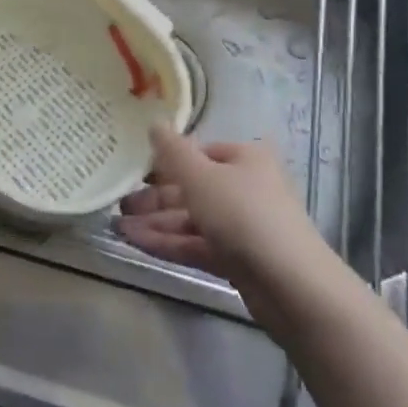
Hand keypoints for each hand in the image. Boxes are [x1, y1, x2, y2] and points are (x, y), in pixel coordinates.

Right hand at [115, 127, 325, 294]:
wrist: (290, 284)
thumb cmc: (243, 214)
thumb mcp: (200, 176)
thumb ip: (172, 152)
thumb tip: (154, 122)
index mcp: (245, 159)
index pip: (200, 153)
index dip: (167, 161)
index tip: (134, 171)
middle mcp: (246, 187)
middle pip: (194, 188)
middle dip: (156, 197)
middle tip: (119, 204)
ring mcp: (243, 226)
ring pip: (193, 219)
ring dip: (156, 222)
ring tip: (118, 227)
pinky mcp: (238, 260)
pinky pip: (198, 244)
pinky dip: (169, 243)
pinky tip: (137, 243)